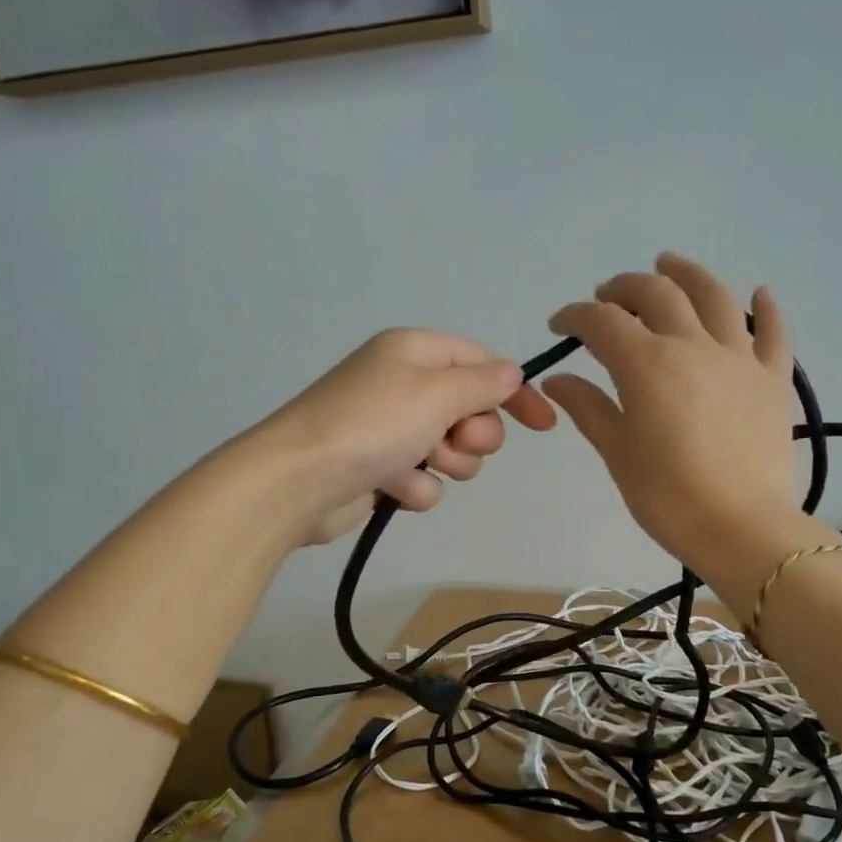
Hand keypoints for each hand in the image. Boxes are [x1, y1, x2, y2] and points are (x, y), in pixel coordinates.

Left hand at [250, 329, 555, 545]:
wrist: (298, 481)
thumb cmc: (372, 424)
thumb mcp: (437, 393)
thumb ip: (483, 383)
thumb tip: (512, 372)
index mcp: (414, 353)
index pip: (481, 363)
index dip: (514, 392)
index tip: (543, 424)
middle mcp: (403, 385)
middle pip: (470, 410)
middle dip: (473, 434)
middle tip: (453, 442)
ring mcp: (391, 430)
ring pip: (452, 451)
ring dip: (445, 464)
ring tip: (418, 465)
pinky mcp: (380, 470)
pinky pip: (423, 479)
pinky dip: (415, 486)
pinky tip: (391, 488)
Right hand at [541, 254, 799, 579]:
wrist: (741, 527)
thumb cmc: (667, 496)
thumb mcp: (617, 451)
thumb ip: (588, 407)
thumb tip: (557, 379)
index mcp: (647, 364)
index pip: (601, 322)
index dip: (575, 316)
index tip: (560, 326)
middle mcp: (693, 345)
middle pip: (656, 293)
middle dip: (623, 288)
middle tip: (606, 298)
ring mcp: (739, 357)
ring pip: (714, 296)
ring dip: (686, 273)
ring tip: (668, 264)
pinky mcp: (773, 378)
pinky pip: (773, 333)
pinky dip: (765, 309)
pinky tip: (758, 293)